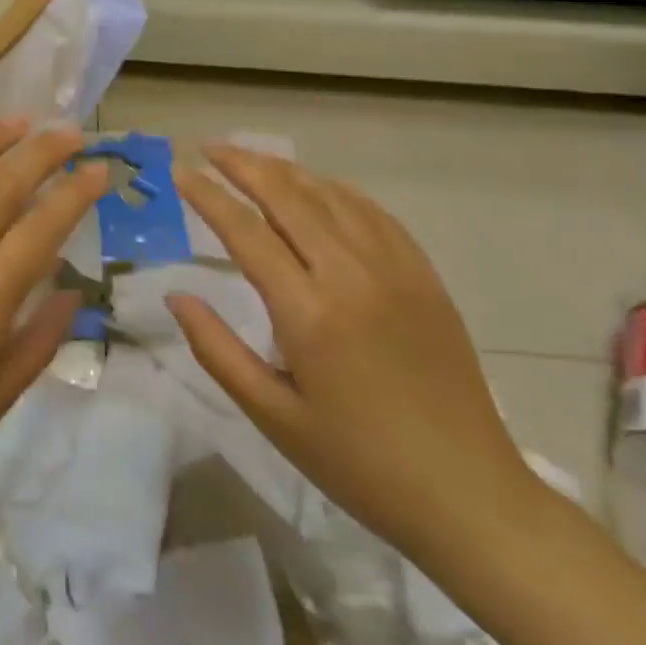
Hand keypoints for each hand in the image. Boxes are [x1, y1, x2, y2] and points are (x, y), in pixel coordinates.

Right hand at [167, 145, 539, 560]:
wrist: (470, 496)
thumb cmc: (358, 463)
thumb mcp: (272, 415)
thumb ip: (216, 349)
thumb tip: (176, 295)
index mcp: (308, 312)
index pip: (244, 231)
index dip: (207, 195)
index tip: (179, 172)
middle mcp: (351, 275)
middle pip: (287, 196)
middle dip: (243, 164)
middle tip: (209, 148)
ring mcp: (395, 271)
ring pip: (331, 196)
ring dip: (286, 171)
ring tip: (252, 160)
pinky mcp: (424, 278)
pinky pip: (374, 214)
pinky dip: (336, 190)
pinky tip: (318, 188)